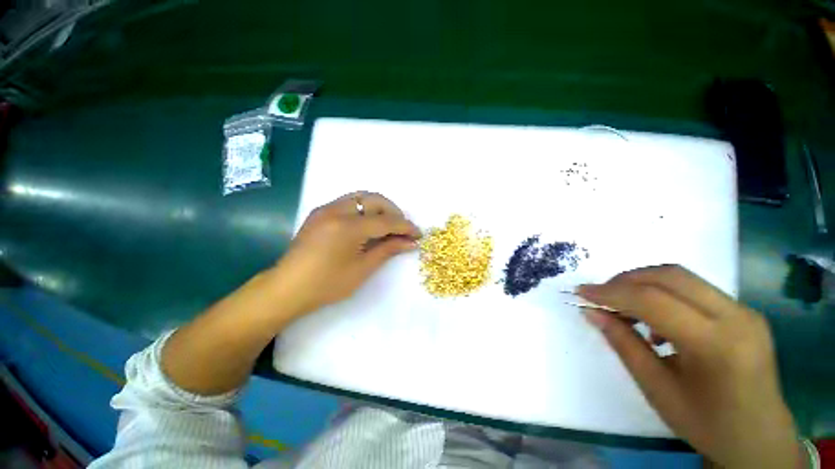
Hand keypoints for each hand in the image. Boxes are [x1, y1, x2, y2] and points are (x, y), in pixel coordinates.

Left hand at [271, 191, 420, 314]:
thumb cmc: (327, 284)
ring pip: (362, 197)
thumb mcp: (362, 269)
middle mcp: (337, 210)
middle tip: (402, 229)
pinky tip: (368, 224)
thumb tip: (411, 243)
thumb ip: (388, 250)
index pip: (386, 221)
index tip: (418, 234)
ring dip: (380, 208)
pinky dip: (365, 209)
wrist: (287, 288)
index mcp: (348, 226)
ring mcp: (326, 209)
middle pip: (375, 200)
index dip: (405, 227)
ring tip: (388, 225)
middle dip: (394, 212)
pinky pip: (349, 202)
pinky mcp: (320, 212)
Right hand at [578, 265, 804, 468]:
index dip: (610, 292)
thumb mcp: (656, 389)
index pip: (652, 301)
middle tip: (600, 295)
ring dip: (643, 284)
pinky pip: (694, 290)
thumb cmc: (706, 424)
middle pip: (669, 276)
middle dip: (625, 280)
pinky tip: (656, 320)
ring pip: (681, 277)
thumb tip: (592, 312)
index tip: (580, 292)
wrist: (759, 440)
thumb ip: (623, 343)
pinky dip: (663, 294)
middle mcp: (736, 318)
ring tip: (624, 307)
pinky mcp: (744, 312)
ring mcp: (745, 311)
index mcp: (716, 345)